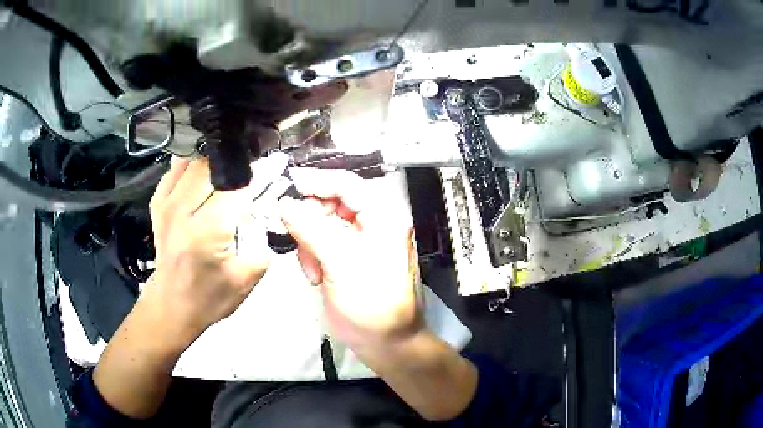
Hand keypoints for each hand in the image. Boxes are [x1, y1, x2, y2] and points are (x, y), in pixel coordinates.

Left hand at [147, 157, 272, 342]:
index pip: (238, 185)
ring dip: (216, 160)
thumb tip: (267, 206)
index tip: (276, 164)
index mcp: (207, 231)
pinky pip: (176, 168)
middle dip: (239, 163)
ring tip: (231, 168)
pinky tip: (205, 172)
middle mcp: (183, 210)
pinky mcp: (157, 203)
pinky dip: (193, 164)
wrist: (171, 306)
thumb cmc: (210, 297)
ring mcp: (166, 203)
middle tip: (255, 167)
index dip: (260, 171)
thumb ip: (262, 239)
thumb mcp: (247, 277)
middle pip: (215, 165)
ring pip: (195, 160)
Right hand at [280, 169, 477, 421]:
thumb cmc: (371, 304)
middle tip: (293, 235)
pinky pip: (323, 244)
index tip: (288, 186)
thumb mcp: (340, 263)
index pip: (347, 184)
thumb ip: (311, 229)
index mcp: (383, 217)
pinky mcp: (349, 259)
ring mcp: (361, 243)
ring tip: (312, 269)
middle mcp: (374, 224)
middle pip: (332, 203)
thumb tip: (284, 205)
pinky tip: (315, 276)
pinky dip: (313, 255)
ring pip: (323, 224)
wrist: (387, 343)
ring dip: (310, 242)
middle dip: (310, 219)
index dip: (317, 181)